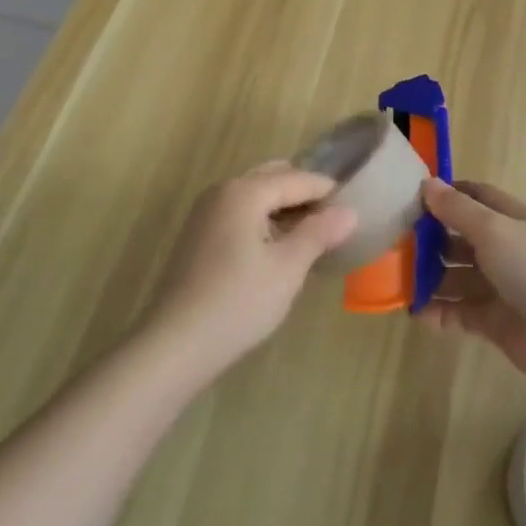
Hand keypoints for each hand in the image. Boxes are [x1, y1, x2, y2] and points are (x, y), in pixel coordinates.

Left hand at [148, 162, 356, 381]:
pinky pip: (239, 213)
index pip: (296, 179)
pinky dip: (262, 220)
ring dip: (282, 207)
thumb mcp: (287, 269)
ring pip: (255, 195)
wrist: (172, 347)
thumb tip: (350, 211)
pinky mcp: (197, 236)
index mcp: (244, 191)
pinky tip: (276, 248)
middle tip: (332, 218)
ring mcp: (205, 212)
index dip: (326, 190)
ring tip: (309, 234)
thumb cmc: (237, 303)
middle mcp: (222, 191)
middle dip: (303, 194)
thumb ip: (319, 234)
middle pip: (273, 178)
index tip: (353, 204)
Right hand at [419, 179, 525, 384]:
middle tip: (396, 242)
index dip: (448, 194)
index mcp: (510, 219)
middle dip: (431, 239)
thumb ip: (457, 209)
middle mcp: (504, 249)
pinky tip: (415, 311)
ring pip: (457, 276)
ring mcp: (499, 287)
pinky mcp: (493, 321)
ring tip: (399, 278)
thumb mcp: (493, 230)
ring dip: (431, 277)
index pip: (476, 196)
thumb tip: (427, 182)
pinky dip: (438, 311)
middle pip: (461, 238)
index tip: (413, 197)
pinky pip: (459, 312)